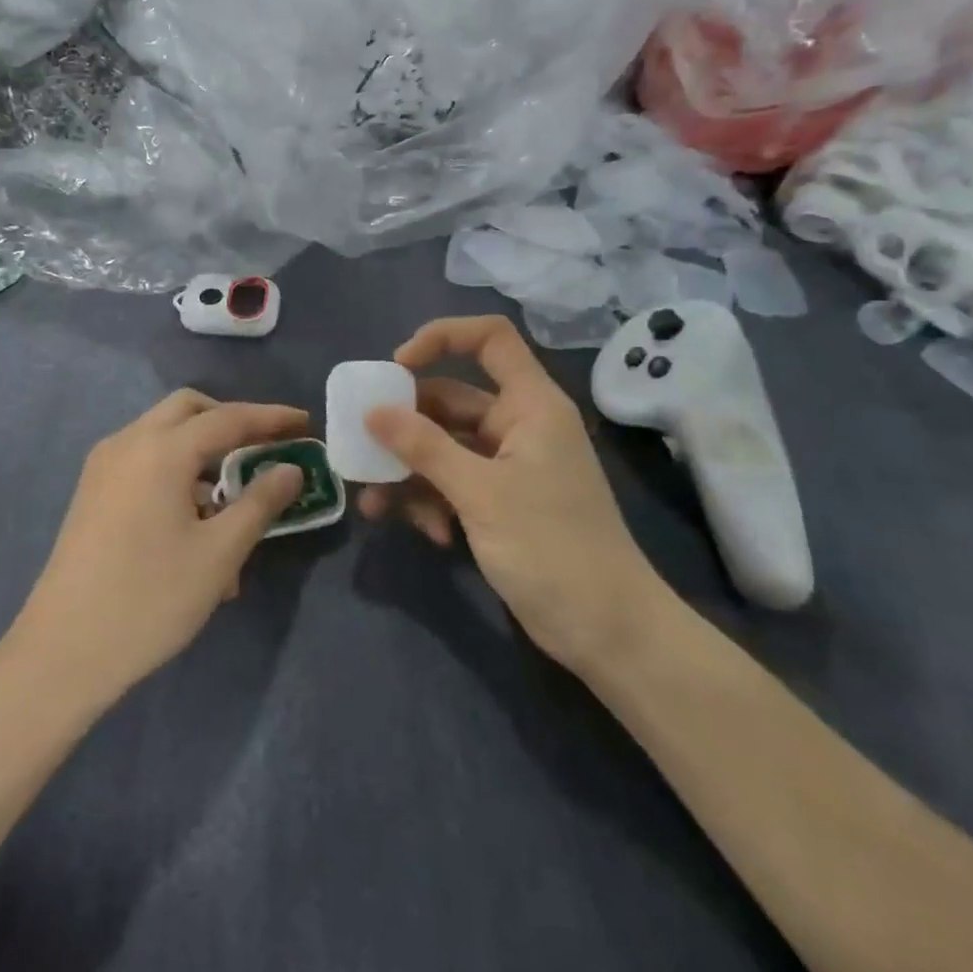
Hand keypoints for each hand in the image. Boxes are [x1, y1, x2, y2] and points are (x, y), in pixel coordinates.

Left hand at [9, 389, 307, 705]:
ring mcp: (104, 466)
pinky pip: (144, 462)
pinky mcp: (93, 492)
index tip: (305, 423)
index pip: (228, 417)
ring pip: (164, 435)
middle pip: (189, 410)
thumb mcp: (219, 553)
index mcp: (161, 449)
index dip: (271, 418)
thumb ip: (260, 502)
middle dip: (231, 422)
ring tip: (234, 499)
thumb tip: (291, 469)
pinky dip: (176, 471)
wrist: (63, 652)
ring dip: (203, 450)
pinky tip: (195, 520)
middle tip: (266, 448)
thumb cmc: (150, 599)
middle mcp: (128, 443)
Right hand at [358, 316, 665, 667]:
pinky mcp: (500, 502)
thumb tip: (372, 411)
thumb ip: (423, 447)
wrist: (609, 634)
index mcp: (530, 404)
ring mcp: (508, 466)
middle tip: (363, 446)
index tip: (395, 368)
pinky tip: (430, 534)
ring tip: (375, 505)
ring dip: (409, 472)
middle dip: (404, 425)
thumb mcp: (480, 493)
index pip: (489, 338)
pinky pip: (452, 483)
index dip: (441, 337)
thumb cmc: (553, 547)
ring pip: (443, 447)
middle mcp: (518, 425)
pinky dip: (433, 501)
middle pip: (450, 400)